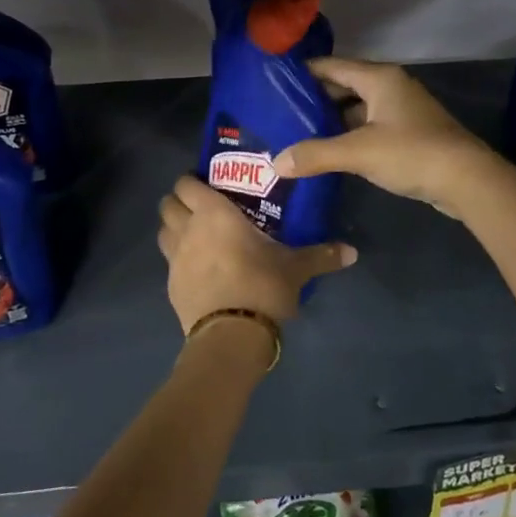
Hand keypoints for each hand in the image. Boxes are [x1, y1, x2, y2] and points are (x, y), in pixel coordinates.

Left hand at [157, 175, 356, 333]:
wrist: (231, 336)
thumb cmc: (262, 286)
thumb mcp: (296, 268)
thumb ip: (322, 256)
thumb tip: (353, 252)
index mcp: (214, 213)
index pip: (186, 184)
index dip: (191, 180)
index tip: (207, 183)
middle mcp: (188, 229)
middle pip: (167, 204)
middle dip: (179, 201)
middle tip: (200, 207)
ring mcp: (174, 259)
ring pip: (162, 231)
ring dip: (173, 227)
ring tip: (194, 234)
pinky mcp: (170, 286)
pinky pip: (169, 262)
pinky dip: (177, 259)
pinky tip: (197, 268)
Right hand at [274, 57, 502, 218]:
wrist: (467, 180)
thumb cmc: (412, 153)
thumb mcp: (358, 152)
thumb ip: (315, 154)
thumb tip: (276, 162)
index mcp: (378, 78)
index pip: (331, 66)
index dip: (302, 72)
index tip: (271, 82)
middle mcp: (390, 86)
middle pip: (343, 85)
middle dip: (313, 99)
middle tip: (278, 112)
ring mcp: (401, 110)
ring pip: (356, 108)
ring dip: (331, 120)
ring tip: (296, 132)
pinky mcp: (408, 133)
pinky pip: (369, 126)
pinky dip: (348, 135)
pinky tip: (328, 151)